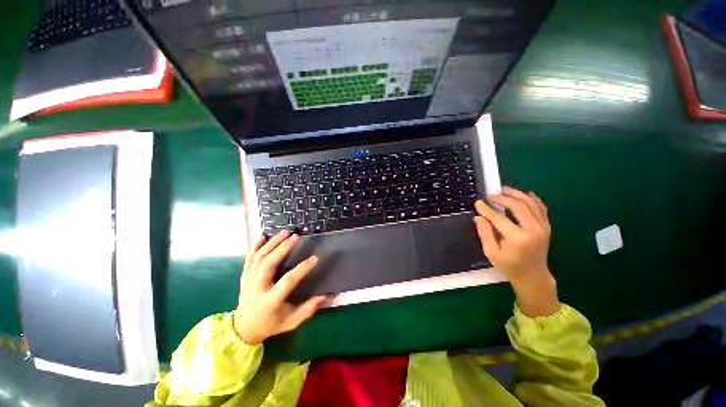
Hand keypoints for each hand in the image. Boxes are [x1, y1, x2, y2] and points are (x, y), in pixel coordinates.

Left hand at [233, 231, 326, 343]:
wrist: (242, 329)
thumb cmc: (269, 324)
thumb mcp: (290, 322)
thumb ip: (306, 310)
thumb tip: (324, 296)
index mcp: (270, 301)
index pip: (287, 281)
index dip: (302, 269)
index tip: (315, 258)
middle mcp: (257, 288)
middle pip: (268, 264)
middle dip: (282, 248)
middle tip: (295, 236)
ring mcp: (249, 281)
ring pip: (258, 258)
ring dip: (271, 243)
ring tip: (284, 232)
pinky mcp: (245, 276)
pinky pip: (249, 258)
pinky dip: (254, 246)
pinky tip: (262, 236)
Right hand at [473, 186, 559, 316]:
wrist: (533, 276)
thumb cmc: (509, 266)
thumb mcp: (491, 252)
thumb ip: (485, 233)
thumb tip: (478, 217)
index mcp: (517, 239)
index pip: (499, 218)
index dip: (486, 209)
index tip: (478, 203)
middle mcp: (533, 230)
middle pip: (518, 206)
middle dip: (503, 198)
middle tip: (491, 196)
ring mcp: (543, 227)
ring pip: (531, 203)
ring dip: (517, 194)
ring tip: (505, 190)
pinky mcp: (546, 226)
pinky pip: (540, 207)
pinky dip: (532, 198)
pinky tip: (524, 194)